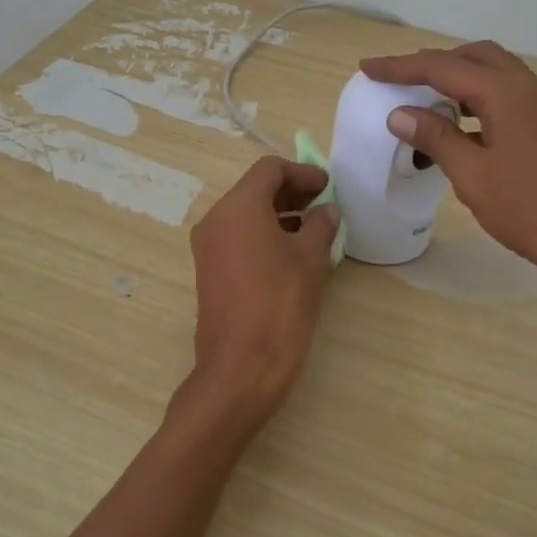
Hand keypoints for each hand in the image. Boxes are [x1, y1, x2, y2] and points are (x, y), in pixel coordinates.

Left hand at [174, 156, 338, 435]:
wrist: (241, 367)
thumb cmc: (280, 305)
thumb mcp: (309, 260)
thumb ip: (320, 226)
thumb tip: (326, 211)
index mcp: (238, 207)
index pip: (269, 170)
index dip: (302, 172)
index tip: (328, 186)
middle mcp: (216, 219)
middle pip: (255, 190)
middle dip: (291, 192)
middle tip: (324, 205)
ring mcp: (208, 247)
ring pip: (245, 215)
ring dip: (279, 214)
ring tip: (314, 230)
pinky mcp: (209, 271)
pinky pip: (237, 238)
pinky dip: (263, 234)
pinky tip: (292, 253)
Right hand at [360, 42, 536, 304]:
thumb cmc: (533, 212)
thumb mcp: (474, 176)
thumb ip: (436, 139)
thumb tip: (401, 114)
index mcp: (507, 94)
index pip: (443, 66)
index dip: (401, 66)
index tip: (368, 67)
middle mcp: (532, 89)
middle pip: (477, 57)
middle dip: (436, 62)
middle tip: (402, 80)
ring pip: (499, 75)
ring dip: (462, 80)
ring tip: (431, 103)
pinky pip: (514, 97)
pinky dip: (483, 100)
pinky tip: (469, 131)